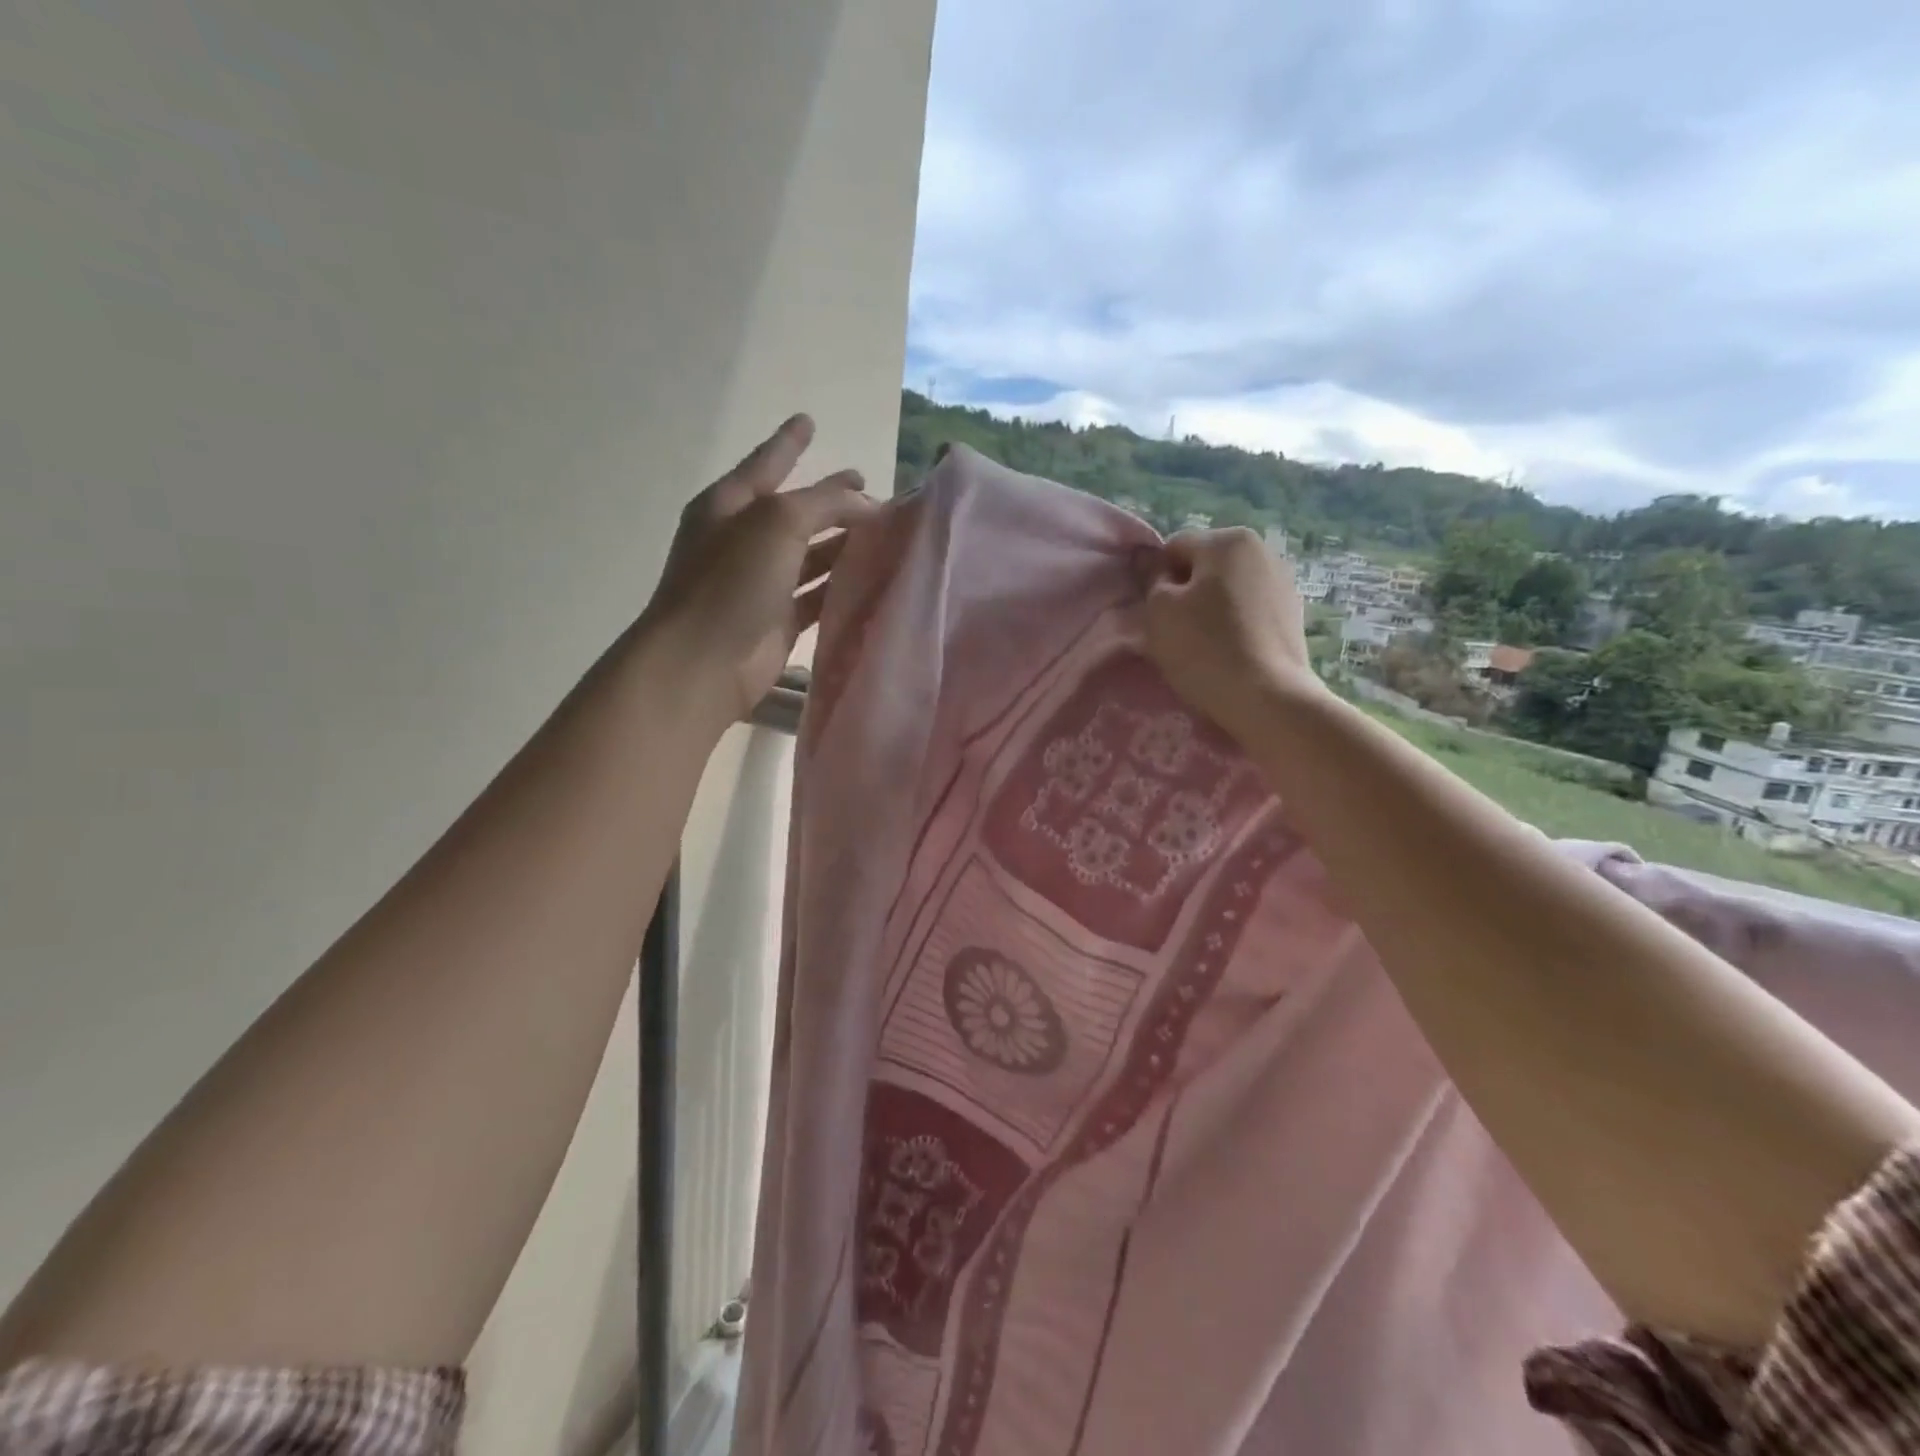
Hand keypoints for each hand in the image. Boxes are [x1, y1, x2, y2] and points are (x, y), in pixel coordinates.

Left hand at [641, 414, 874, 722]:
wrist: (703, 663)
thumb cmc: (731, 581)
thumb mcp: (777, 523)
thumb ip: (824, 503)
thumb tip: (866, 502)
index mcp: (730, 505)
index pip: (766, 463)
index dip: (788, 442)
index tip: (809, 420)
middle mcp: (743, 540)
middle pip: (795, 512)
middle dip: (830, 500)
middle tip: (868, 488)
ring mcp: (760, 583)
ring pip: (810, 555)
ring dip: (842, 544)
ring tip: (884, 533)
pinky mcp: (778, 622)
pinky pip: (817, 596)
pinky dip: (842, 586)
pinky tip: (873, 579)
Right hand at [1138, 529, 1323, 738]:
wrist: (1267, 698)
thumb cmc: (1205, 648)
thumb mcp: (1159, 611)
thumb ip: (1151, 577)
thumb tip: (1146, 557)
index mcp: (1228, 540)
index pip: (1173, 549)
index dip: (1157, 581)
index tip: (1156, 615)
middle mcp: (1263, 550)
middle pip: (1204, 566)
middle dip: (1187, 592)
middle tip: (1177, 632)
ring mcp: (1284, 581)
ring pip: (1228, 589)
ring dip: (1212, 609)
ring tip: (1205, 645)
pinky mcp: (1294, 614)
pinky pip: (1250, 610)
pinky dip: (1236, 624)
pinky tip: (1231, 652)